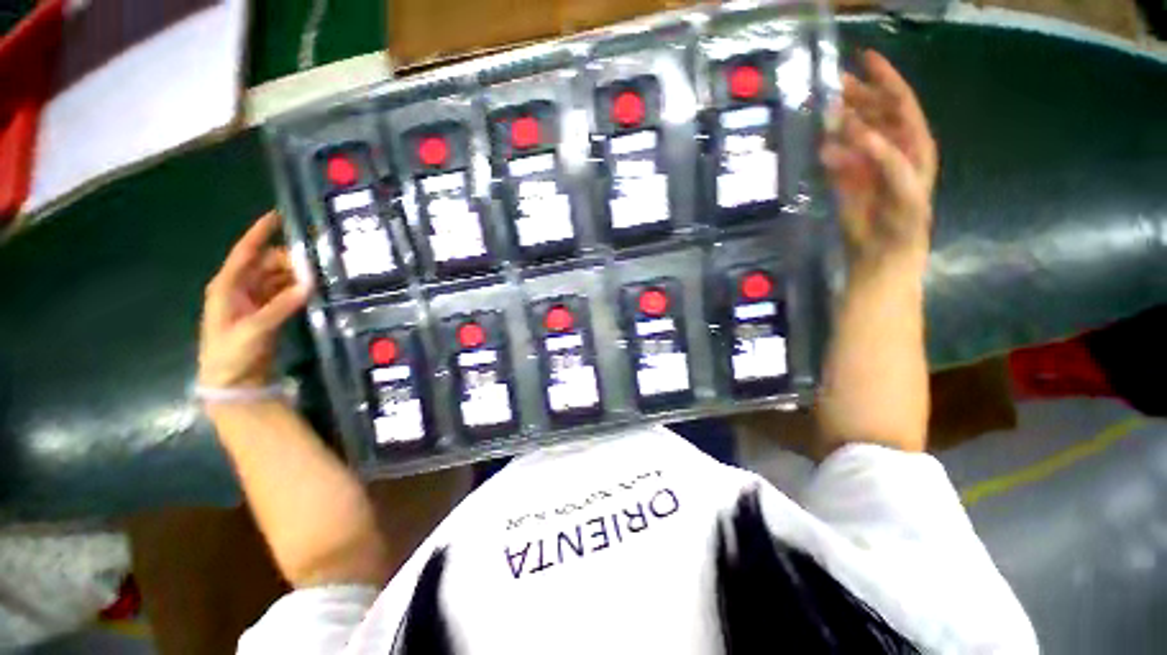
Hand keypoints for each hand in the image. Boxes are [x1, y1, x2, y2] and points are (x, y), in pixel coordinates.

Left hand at [199, 212, 310, 389]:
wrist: (232, 383)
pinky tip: (315, 289)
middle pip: (266, 264)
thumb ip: (280, 306)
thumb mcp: (253, 329)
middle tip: (317, 259)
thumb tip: (309, 283)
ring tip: (321, 272)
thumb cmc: (231, 354)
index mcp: (227, 287)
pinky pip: (286, 294)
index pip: (245, 253)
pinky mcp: (269, 313)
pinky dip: (299, 290)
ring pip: (278, 278)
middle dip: (289, 259)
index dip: (259, 233)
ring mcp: (256, 301)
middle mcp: (241, 288)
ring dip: (297, 274)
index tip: (278, 215)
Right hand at [822, 50, 937, 268]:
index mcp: (913, 143)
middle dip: (858, 95)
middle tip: (833, 85)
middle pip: (875, 112)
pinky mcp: (848, 179)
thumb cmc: (902, 222)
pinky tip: (821, 150)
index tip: (865, 58)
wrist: (884, 251)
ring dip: (839, 122)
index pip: (900, 102)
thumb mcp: (902, 187)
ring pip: (853, 133)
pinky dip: (829, 152)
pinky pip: (837, 157)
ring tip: (823, 113)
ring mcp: (868, 162)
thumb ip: (883, 157)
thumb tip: (852, 128)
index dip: (885, 79)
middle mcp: (891, 147)